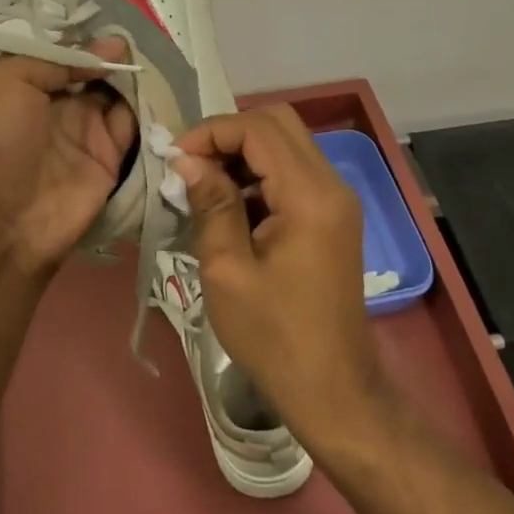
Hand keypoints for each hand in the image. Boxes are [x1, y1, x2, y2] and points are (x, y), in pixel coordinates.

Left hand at [0, 38, 136, 274]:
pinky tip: (158, 88)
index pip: (66, 53)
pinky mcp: (111, 159)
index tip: (117, 24)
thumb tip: (110, 46)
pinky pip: (134, 126)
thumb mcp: (7, 81)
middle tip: (145, 38)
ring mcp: (86, 131)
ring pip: (120, 94)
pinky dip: (147, 108)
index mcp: (29, 84)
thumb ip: (56, 58)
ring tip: (156, 58)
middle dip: (117, 56)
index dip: (89, 39)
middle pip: (97, 71)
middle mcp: (59, 104)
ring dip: (136, 78)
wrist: (1, 223)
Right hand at [171, 106, 386, 446]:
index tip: (176, 159)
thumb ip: (210, 205)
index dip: (212, 132)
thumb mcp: (227, 270)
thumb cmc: (274, 337)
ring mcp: (336, 199)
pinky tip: (230, 205)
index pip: (259, 129)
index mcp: (310, 196)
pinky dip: (258, 173)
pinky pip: (292, 171)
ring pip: (285, 144)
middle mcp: (331, 185)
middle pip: (278, 123)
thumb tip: (187, 160)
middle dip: (228, 134)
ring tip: (203, 185)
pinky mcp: (332, 215)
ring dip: (242, 153)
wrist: (333, 391)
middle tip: (191, 165)